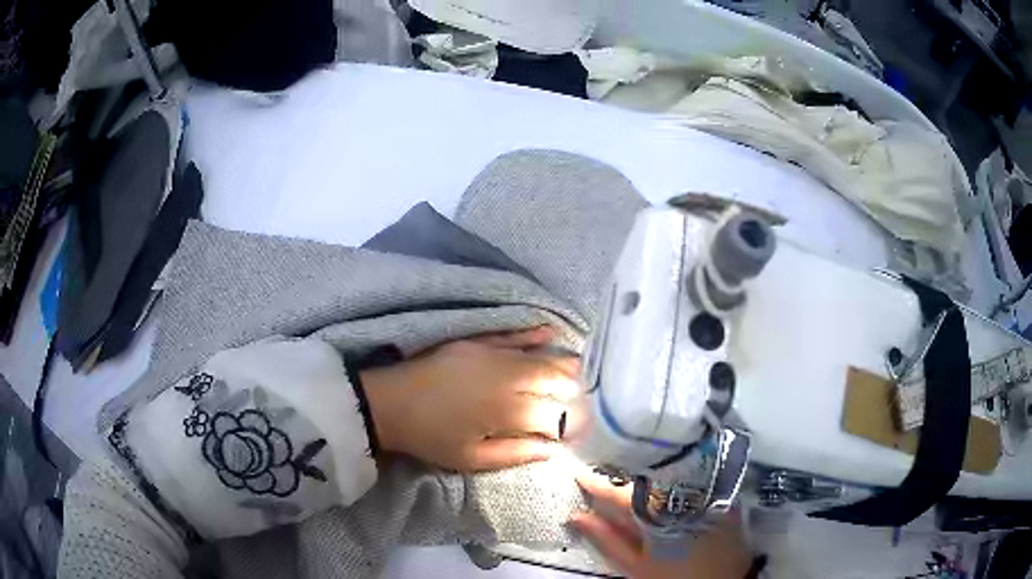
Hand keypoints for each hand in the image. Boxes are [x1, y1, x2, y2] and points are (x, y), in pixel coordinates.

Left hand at [361, 327, 579, 471]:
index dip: (573, 423)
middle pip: (555, 379)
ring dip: (563, 364)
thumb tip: (554, 450)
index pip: (556, 414)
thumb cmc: (431, 438)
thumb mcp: (472, 459)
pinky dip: (534, 334)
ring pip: (540, 357)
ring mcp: (492, 355)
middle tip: (583, 400)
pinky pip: (513, 335)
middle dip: (574, 389)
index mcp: (507, 411)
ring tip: (580, 372)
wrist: (389, 404)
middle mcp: (507, 378)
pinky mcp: (476, 341)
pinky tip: (552, 332)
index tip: (579, 431)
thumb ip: (517, 454)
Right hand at [572, 472, 753, 578]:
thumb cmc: (676, 576)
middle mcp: (680, 494)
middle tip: (601, 471)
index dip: (596, 484)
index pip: (619, 493)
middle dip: (621, 474)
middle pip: (643, 478)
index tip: (578, 473)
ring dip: (644, 474)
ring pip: (666, 474)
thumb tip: (577, 516)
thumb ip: (606, 540)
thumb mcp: (637, 566)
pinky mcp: (720, 489)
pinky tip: (658, 480)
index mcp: (655, 514)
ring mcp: (703, 489)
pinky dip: (669, 477)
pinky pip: (689, 475)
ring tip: (625, 474)